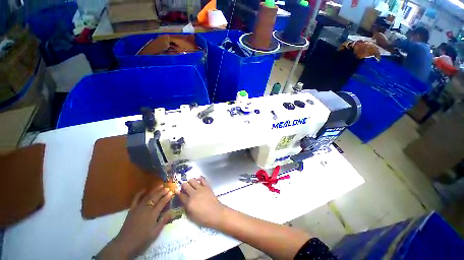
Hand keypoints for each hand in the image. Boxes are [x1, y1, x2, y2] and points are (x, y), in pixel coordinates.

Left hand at [97, 186, 172, 258]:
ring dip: (154, 190)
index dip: (167, 197)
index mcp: (153, 214)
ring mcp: (138, 208)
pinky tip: (144, 189)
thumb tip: (171, 212)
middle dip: (162, 191)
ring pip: (148, 196)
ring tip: (160, 185)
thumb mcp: (155, 233)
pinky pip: (136, 199)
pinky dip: (140, 193)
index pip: (162, 202)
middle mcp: (146, 208)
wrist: (125, 244)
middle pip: (155, 197)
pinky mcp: (132, 209)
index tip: (172, 192)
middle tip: (168, 187)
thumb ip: (163, 221)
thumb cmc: (142, 239)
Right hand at [176, 177, 225, 228]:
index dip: (178, 193)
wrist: (216, 213)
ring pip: (193, 180)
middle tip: (184, 187)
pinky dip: (200, 178)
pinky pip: (202, 179)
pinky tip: (198, 179)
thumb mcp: (191, 217)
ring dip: (190, 181)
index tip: (177, 191)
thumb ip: (186, 208)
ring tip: (191, 183)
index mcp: (189, 203)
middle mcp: (194, 194)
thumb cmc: (203, 218)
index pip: (181, 195)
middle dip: (183, 185)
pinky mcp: (207, 186)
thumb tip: (184, 202)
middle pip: (185, 186)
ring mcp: (201, 189)